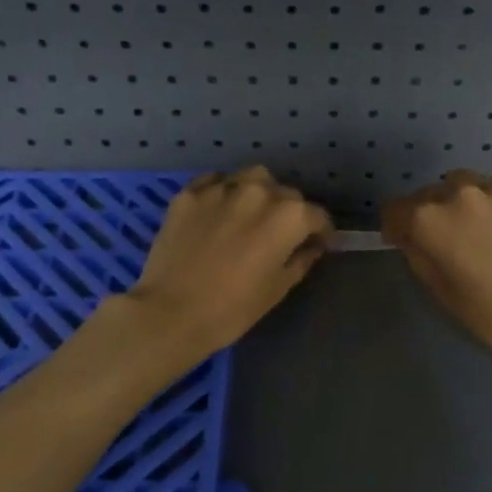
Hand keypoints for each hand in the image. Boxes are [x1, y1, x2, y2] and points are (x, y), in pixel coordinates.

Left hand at [125, 167, 332, 360]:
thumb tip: (311, 246)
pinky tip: (219, 211)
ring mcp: (221, 188)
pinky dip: (224, 191)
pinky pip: (215, 182)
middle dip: (289, 212)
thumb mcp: (278, 289)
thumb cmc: (233, 309)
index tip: (317, 244)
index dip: (321, 232)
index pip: (317, 215)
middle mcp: (259, 192)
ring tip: (251, 214)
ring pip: (252, 178)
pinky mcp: (189, 193)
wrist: (170, 313)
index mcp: (288, 216)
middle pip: (286, 194)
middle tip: (280, 235)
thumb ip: (301, 260)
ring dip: (259, 193)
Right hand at [382, 171, 491, 363]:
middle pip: (431, 193)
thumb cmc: (489, 313)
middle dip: (433, 212)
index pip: (395, 207)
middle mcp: (458, 192)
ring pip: (468, 184)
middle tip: (451, 239)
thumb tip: (411, 235)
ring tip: (483, 227)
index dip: (397, 226)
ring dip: (466, 201)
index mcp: (428, 219)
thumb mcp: (439, 290)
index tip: (407, 241)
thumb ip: (417, 254)